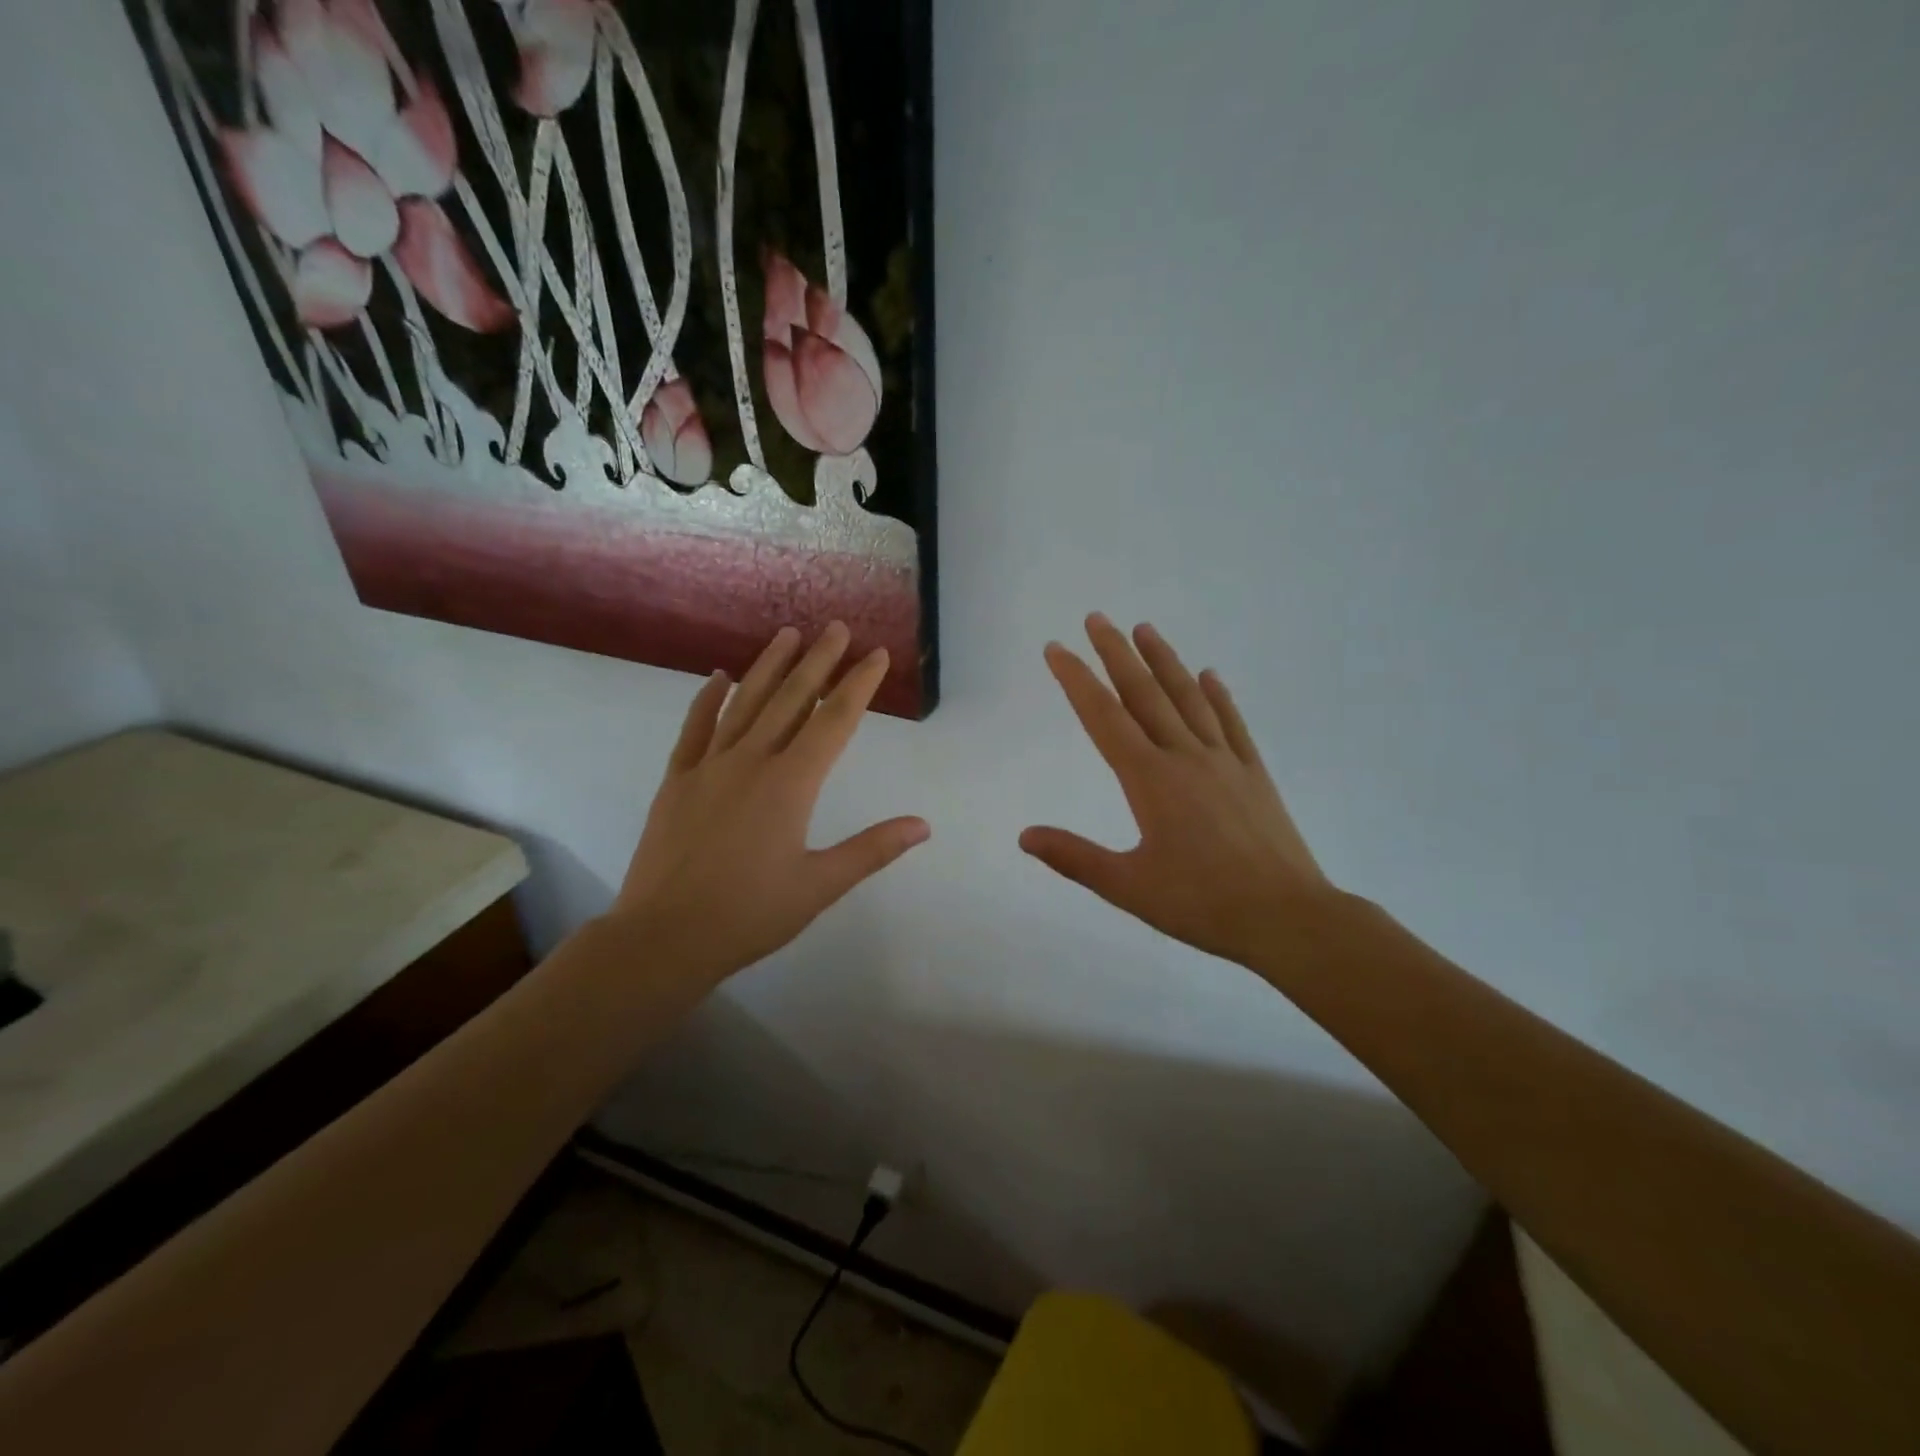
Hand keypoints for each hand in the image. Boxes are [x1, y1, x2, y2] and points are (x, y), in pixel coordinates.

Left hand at [608, 623, 928, 988]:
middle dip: (818, 661)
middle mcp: (751, 762)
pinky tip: (718, 676)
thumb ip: (872, 849)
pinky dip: (708, 699)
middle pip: (791, 699)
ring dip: (769, 667)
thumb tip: (923, 825)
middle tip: (836, 627)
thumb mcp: (820, 885)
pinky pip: (694, 728)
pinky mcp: (677, 780)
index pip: (834, 721)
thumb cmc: (749, 914)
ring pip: (744, 704)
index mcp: (790, 784)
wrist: (664, 937)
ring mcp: (708, 767)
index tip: (876, 655)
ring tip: (788, 635)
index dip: (859, 685)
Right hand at [1020, 614, 1337, 970]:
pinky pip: (1231, 723)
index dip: (1077, 681)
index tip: (1057, 650)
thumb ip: (1074, 858)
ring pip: (1188, 698)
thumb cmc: (1202, 904)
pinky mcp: (1254, 774)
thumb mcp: (1128, 887)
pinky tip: (1210, 675)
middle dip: (1116, 654)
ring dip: (1164, 661)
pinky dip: (1218, 695)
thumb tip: (1024, 835)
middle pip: (1145, 695)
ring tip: (1145, 629)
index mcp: (1150, 780)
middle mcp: (1185, 758)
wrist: (1288, 917)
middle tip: (1096, 619)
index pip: (1104, 718)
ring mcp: (1224, 761)